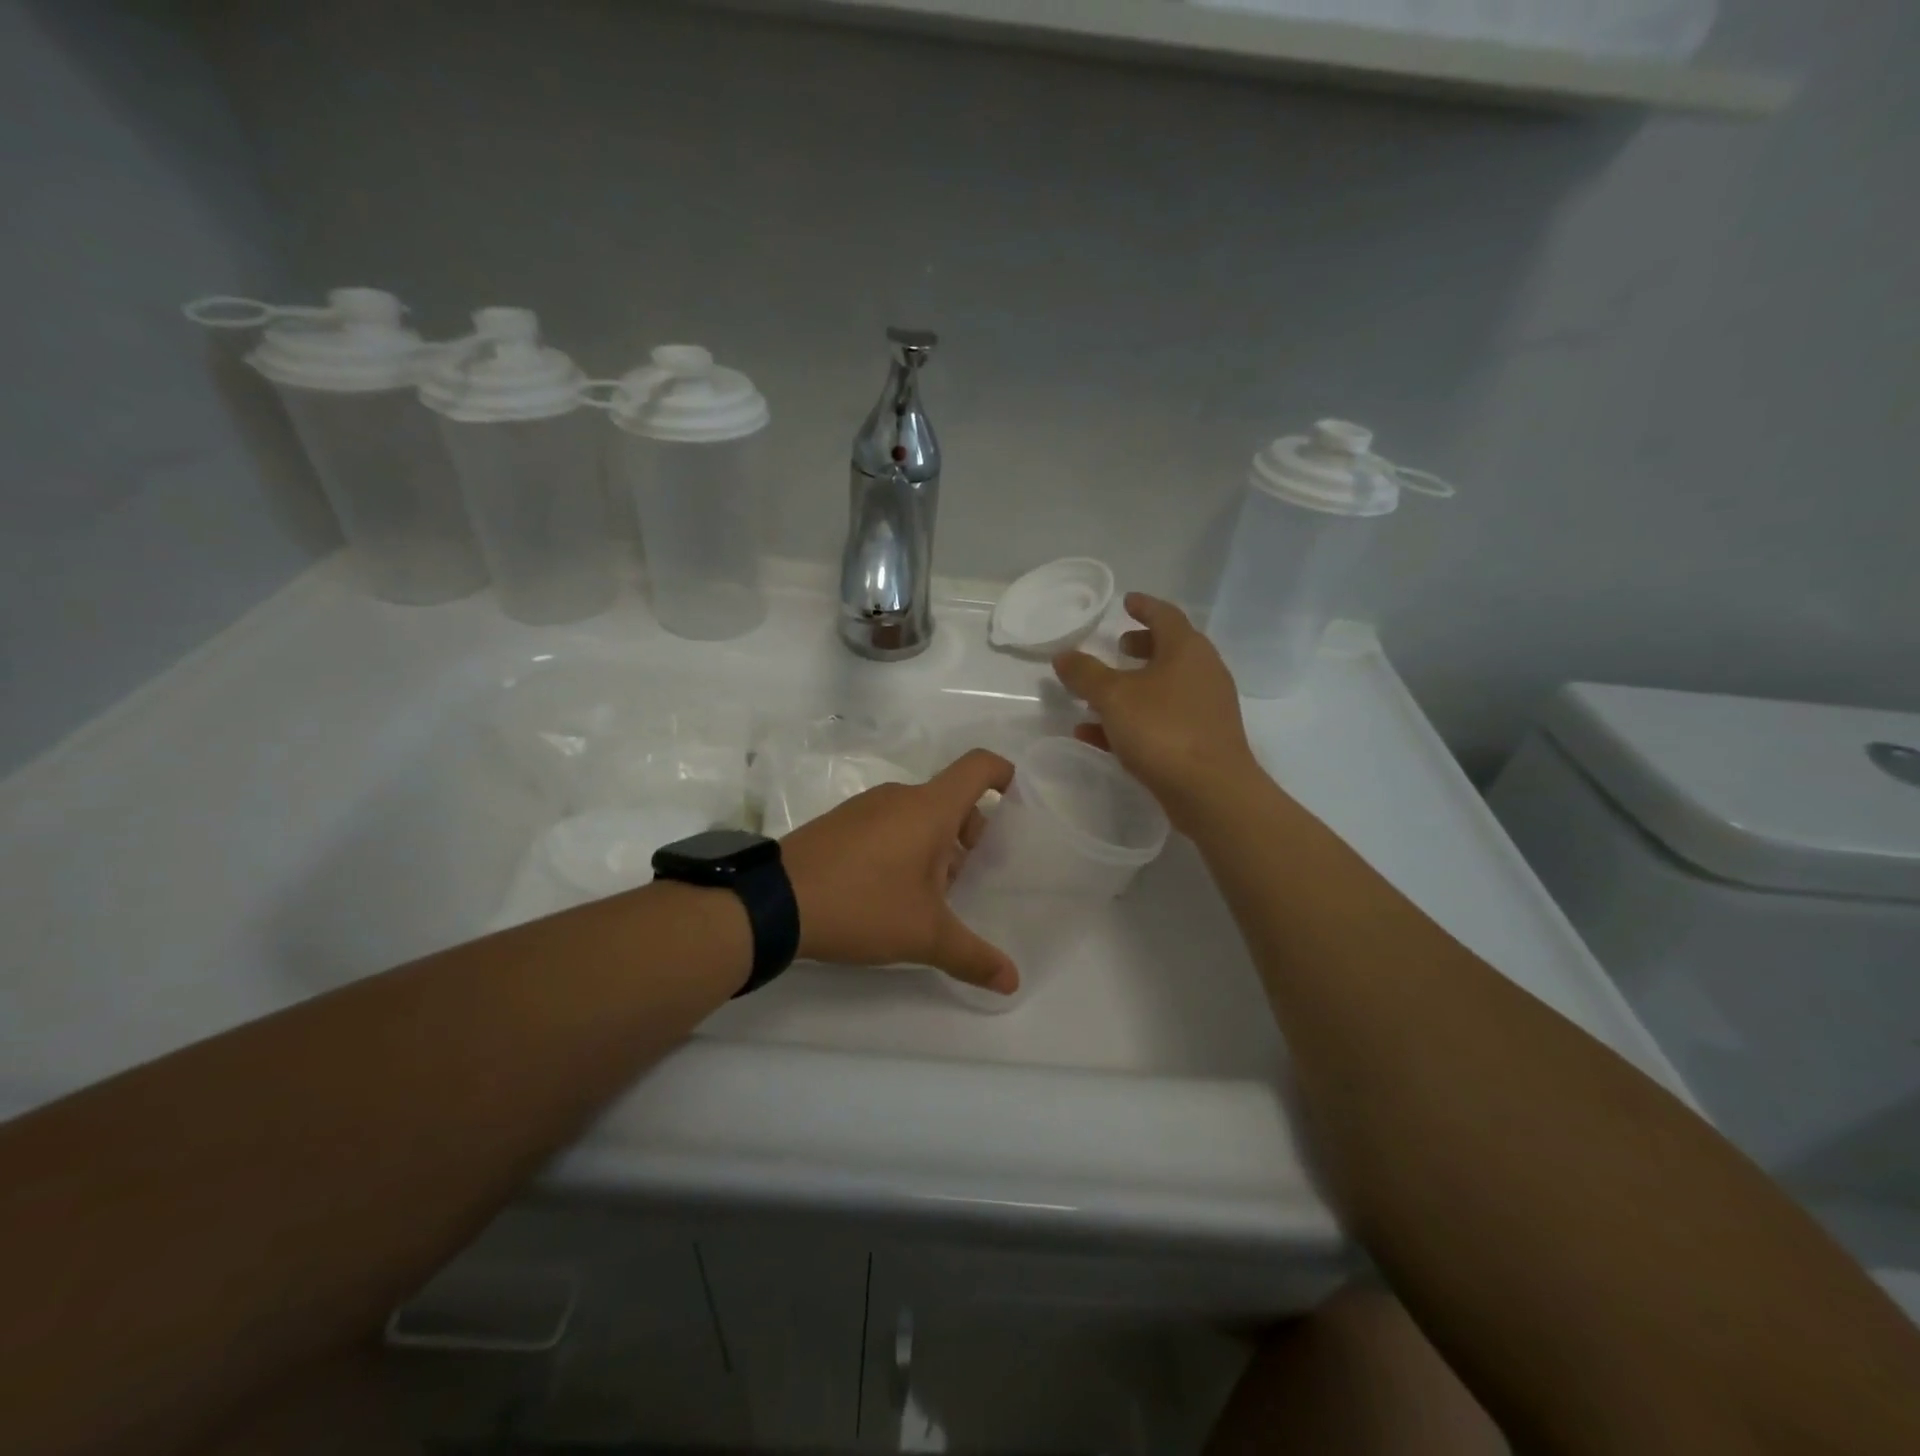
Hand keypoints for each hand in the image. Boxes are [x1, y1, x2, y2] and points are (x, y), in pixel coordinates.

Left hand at [780, 749, 1020, 994]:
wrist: (775, 902)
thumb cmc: (863, 905)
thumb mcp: (924, 936)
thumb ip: (972, 956)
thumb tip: (1012, 982)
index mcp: (929, 808)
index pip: (978, 767)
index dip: (1002, 774)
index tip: (1014, 798)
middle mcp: (899, 797)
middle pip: (950, 798)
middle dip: (968, 831)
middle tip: (967, 876)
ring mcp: (864, 807)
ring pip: (917, 813)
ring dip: (934, 843)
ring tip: (929, 893)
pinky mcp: (839, 823)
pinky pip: (887, 823)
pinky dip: (903, 845)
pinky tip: (889, 890)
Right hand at [1053, 593, 1261, 830]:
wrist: (1210, 791)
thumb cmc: (1163, 730)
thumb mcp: (1113, 697)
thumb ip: (1085, 674)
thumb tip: (1064, 655)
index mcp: (1187, 650)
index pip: (1165, 615)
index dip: (1143, 606)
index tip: (1127, 601)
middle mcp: (1202, 673)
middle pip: (1169, 650)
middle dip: (1141, 647)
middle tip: (1117, 645)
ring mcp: (1205, 708)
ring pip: (1164, 688)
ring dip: (1133, 687)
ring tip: (1099, 694)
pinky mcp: (1201, 740)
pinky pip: (1162, 720)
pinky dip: (1134, 719)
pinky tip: (1098, 735)